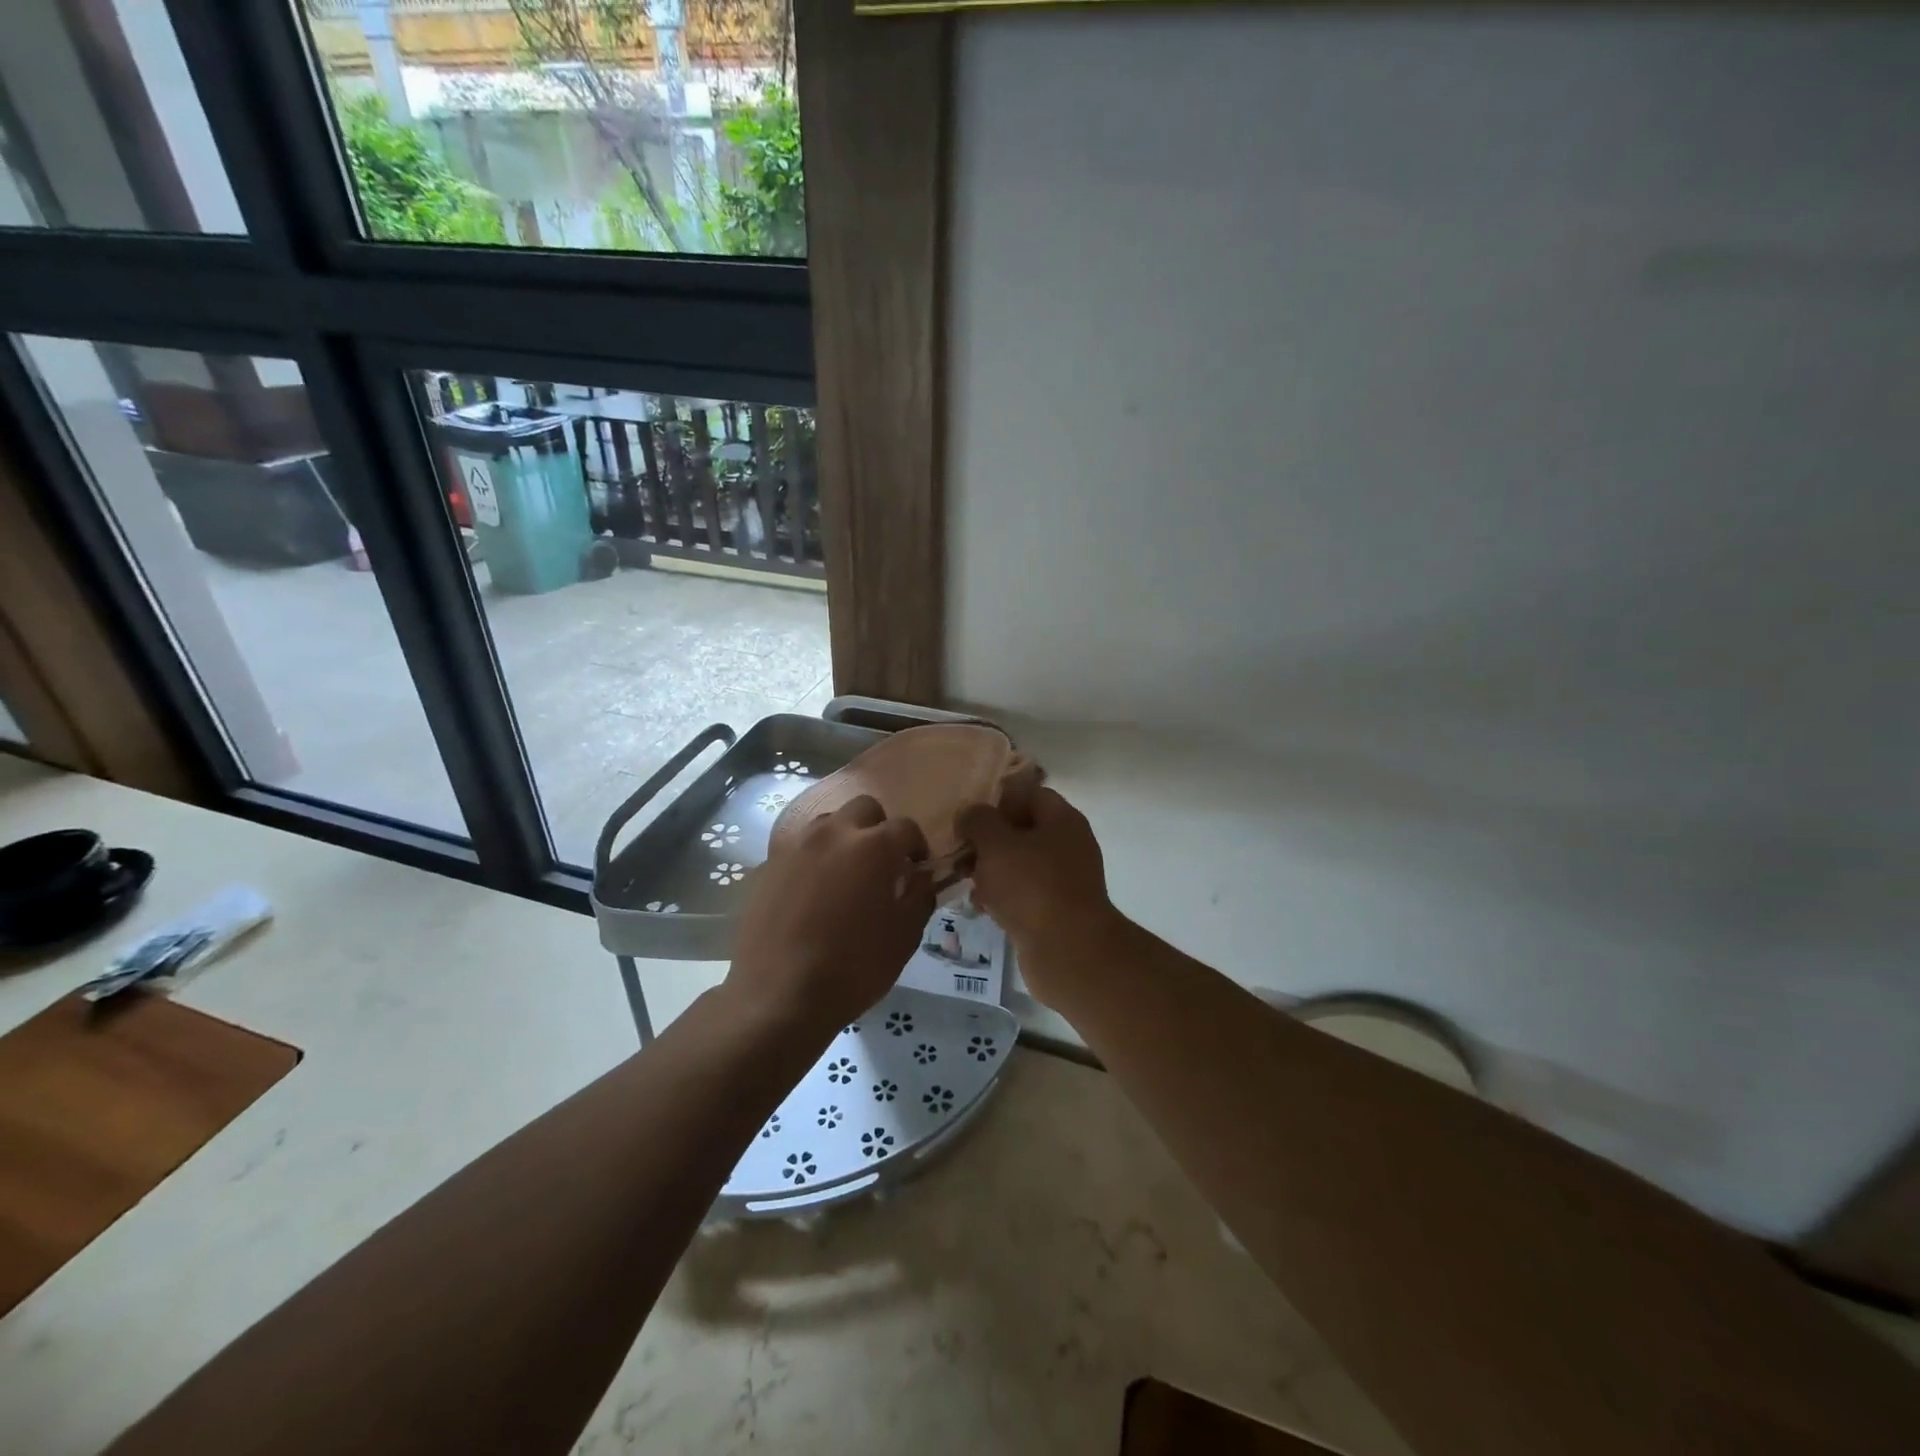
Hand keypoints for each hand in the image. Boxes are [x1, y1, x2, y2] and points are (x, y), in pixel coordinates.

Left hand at [726, 796, 933, 1043]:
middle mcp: (833, 833)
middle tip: (881, 863)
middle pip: (864, 809)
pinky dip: (811, 861)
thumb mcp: (904, 938)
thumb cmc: (853, 968)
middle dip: (878, 828)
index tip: (917, 869)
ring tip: (843, 875)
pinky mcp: (766, 866)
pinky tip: (810, 895)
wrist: (778, 997)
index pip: (906, 827)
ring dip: (842, 838)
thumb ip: (920, 897)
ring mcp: (795, 846)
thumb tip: (922, 878)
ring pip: (827, 823)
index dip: (917, 846)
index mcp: (874, 846)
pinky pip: (798, 850)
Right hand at [956, 787, 1122, 1000]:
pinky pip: (1023, 894)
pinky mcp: (1055, 911)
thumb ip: (978, 821)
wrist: (1069, 952)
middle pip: (1022, 830)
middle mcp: (1068, 845)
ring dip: (991, 870)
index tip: (968, 817)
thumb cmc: (1032, 887)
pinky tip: (979, 906)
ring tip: (963, 879)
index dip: (997, 800)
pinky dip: (1002, 896)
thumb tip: (970, 813)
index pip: (1028, 794)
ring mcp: (1064, 880)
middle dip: (988, 840)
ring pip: (1019, 864)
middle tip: (959, 851)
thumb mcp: (996, 844)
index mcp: (1062, 820)